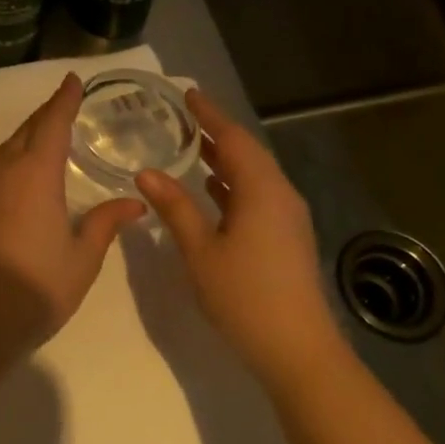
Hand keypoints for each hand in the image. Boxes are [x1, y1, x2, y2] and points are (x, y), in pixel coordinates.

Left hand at [0, 73, 146, 350]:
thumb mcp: (82, 257)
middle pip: (26, 131)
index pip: (52, 123)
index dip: (64, 100)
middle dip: (46, 115)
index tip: (72, 80)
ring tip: (46, 136)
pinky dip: (10, 160)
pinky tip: (19, 174)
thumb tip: (135, 202)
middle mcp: (3, 171)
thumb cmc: (37, 286)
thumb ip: (105, 223)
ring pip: (5, 149)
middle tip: (65, 105)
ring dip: (26, 137)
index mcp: (35, 174)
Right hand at [135, 89, 340, 385]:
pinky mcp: (288, 237)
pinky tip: (214, 191)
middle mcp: (280, 195)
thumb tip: (146, 172)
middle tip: (188, 117)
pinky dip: (235, 184)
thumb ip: (174, 207)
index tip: (189, 94)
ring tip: (196, 148)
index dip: (210, 115)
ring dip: (227, 159)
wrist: (298, 348)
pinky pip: (259, 195)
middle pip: (248, 153)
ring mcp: (288, 217)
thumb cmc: (244, 296)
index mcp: (261, 190)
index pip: (233, 139)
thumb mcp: (200, 250)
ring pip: (255, 175)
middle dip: (218, 134)